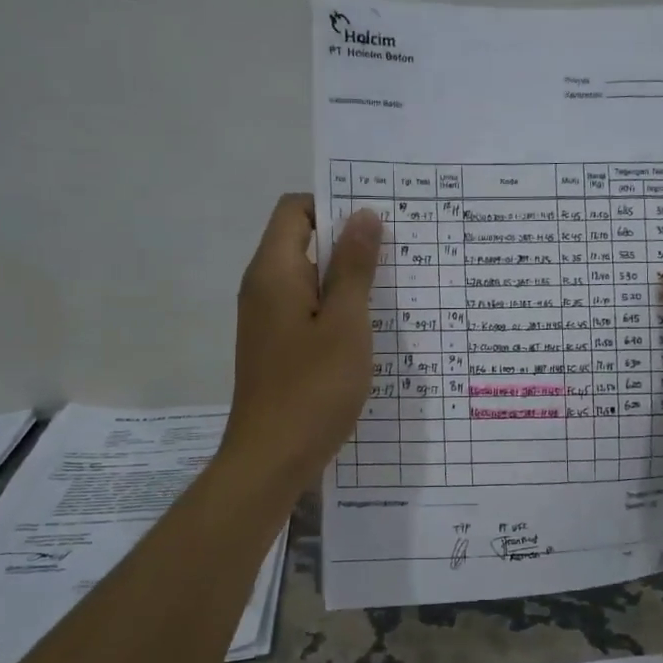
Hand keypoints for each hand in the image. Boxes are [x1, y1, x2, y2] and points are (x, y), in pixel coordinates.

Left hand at [222, 194, 382, 491]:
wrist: (271, 458)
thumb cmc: (313, 388)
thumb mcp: (345, 323)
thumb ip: (354, 267)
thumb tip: (363, 214)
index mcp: (274, 272)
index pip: (295, 209)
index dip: (333, 203)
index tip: (378, 218)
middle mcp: (263, 288)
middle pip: (303, 241)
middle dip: (348, 241)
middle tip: (399, 249)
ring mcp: (268, 320)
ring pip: (309, 279)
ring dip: (347, 278)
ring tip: (394, 285)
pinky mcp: (277, 347)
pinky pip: (308, 309)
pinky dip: (336, 308)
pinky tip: (370, 327)